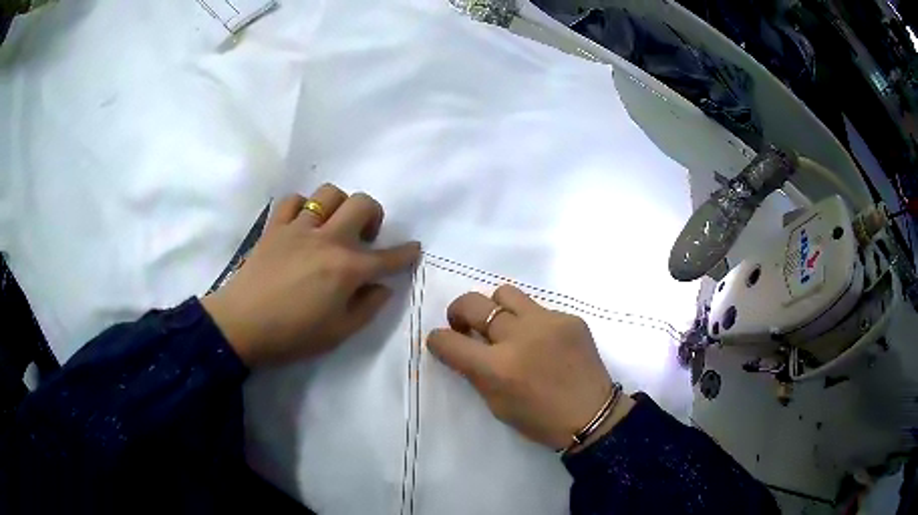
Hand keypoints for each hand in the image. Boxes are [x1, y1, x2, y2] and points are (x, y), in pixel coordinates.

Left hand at [202, 184, 419, 366]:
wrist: (241, 326)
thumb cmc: (292, 335)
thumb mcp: (339, 333)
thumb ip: (368, 307)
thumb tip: (382, 287)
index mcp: (347, 269)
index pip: (387, 257)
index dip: (406, 253)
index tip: (414, 249)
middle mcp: (327, 239)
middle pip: (362, 203)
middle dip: (374, 215)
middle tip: (365, 236)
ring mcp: (298, 228)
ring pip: (328, 193)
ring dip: (339, 205)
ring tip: (333, 225)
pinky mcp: (274, 227)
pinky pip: (293, 200)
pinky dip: (303, 206)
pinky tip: (302, 223)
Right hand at [427, 285, 633, 450]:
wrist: (592, 415)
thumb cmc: (540, 419)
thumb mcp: (497, 405)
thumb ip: (476, 372)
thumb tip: (462, 347)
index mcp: (497, 368)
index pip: (449, 341)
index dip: (437, 340)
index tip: (441, 342)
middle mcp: (519, 337)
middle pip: (472, 303)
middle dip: (458, 312)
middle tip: (463, 324)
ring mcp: (547, 322)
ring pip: (504, 293)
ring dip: (494, 308)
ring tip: (503, 326)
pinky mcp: (569, 318)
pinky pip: (538, 309)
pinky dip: (530, 322)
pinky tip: (542, 341)